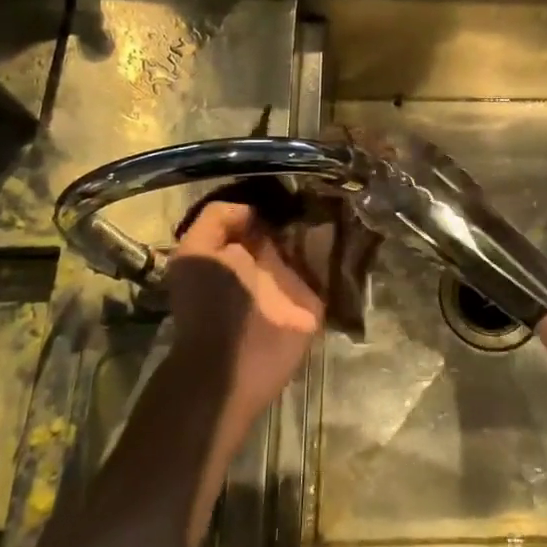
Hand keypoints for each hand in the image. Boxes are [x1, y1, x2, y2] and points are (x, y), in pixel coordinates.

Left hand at [165, 200, 324, 427]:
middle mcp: (267, 263)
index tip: (294, 183)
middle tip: (325, 186)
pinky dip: (341, 250)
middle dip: (305, 208)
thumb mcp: (194, 253)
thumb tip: (254, 210)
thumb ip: (217, 220)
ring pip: (315, 243)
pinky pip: (331, 268)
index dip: (273, 200)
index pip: (261, 217)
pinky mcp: (315, 300)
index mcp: (238, 251)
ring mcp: (293, 282)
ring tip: (344, 200)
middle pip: (291, 227)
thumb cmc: (207, 304)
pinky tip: (352, 227)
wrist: (230, 363)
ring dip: (327, 225)